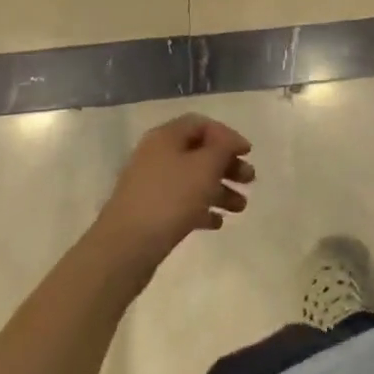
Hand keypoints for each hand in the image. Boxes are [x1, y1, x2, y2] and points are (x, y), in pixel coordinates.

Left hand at [95, 114, 254, 272]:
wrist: (124, 249)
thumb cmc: (169, 199)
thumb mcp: (205, 167)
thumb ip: (223, 148)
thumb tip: (230, 141)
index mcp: (166, 137)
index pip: (202, 124)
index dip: (227, 135)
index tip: (247, 152)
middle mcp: (156, 155)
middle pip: (199, 153)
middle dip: (227, 165)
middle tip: (249, 180)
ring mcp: (151, 185)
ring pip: (193, 180)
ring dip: (219, 190)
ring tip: (240, 208)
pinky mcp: (150, 212)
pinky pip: (181, 203)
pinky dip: (201, 209)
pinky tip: (217, 223)